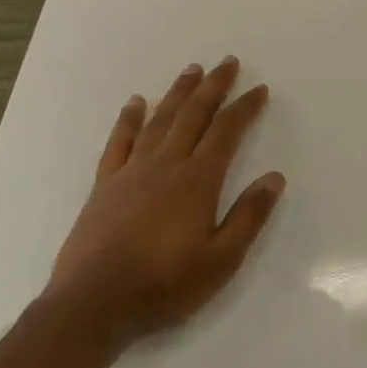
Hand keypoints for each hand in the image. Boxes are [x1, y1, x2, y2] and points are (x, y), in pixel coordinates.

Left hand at [47, 56, 283, 350]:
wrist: (92, 305)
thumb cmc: (164, 285)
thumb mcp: (221, 260)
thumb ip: (249, 216)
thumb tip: (275, 177)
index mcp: (197, 181)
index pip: (226, 132)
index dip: (244, 108)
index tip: (259, 89)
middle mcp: (166, 165)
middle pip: (193, 115)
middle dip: (213, 86)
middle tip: (228, 62)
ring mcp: (131, 172)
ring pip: (160, 120)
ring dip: (178, 93)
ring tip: (192, 70)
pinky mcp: (104, 185)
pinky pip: (119, 142)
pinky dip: (129, 119)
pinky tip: (135, 102)